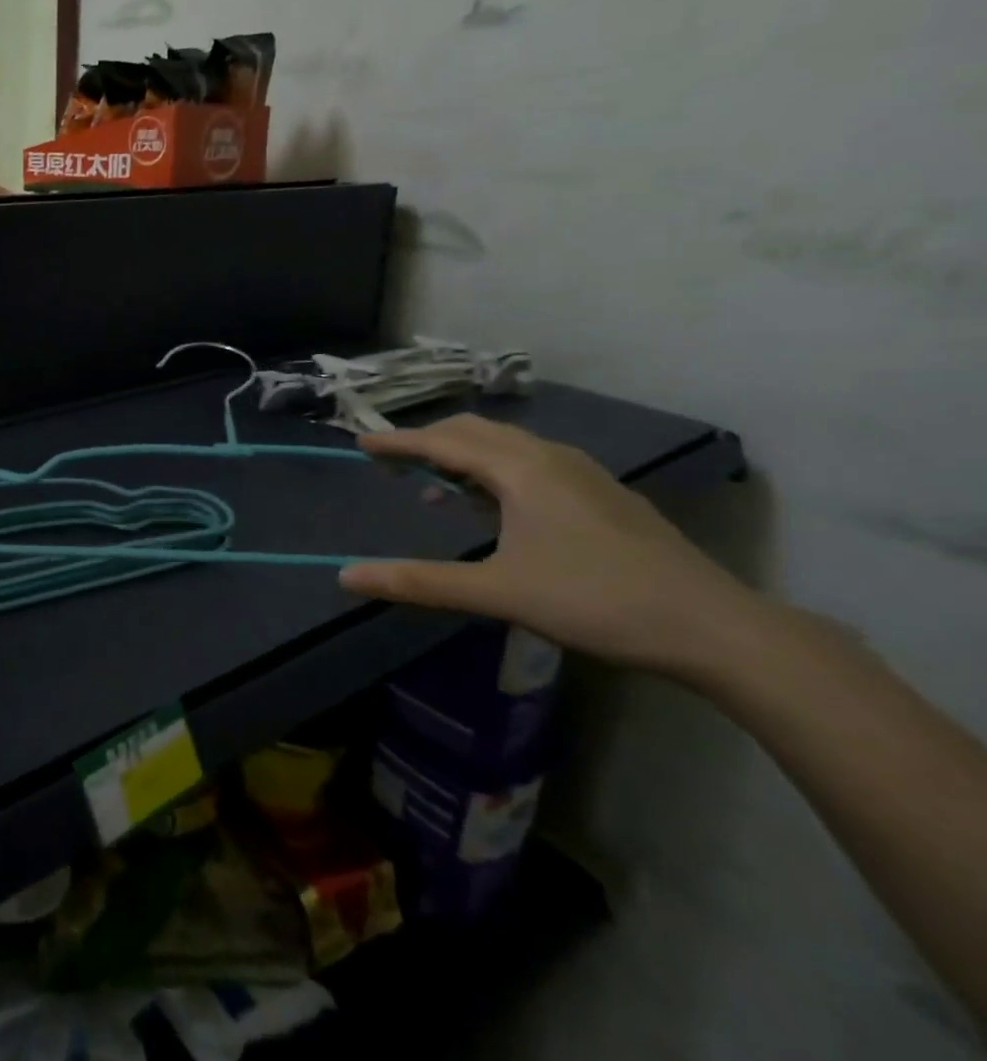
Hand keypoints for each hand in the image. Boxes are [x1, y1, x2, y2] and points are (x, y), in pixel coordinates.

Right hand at [340, 415, 763, 676]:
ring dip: (463, 456)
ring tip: (436, 487)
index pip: (443, 441)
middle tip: (392, 464)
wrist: (714, 628)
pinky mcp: (602, 493)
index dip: (398, 442)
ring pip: (507, 445)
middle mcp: (550, 457)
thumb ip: (419, 581)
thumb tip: (346, 577)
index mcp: (522, 469)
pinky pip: (531, 461)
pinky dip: (495, 470)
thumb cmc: (596, 602)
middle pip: (474, 432)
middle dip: (428, 442)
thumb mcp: (498, 593)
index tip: (361, 444)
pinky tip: (496, 507)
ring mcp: (583, 473)